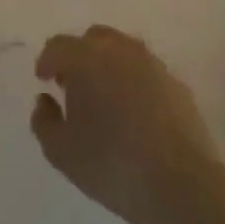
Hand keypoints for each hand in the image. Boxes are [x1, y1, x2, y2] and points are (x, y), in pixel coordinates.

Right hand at [31, 26, 224, 223]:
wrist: (181, 184)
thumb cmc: (111, 165)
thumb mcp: (61, 152)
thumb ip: (43, 121)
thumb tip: (45, 100)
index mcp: (86, 60)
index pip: (59, 46)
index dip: (47, 61)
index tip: (44, 79)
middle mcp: (119, 51)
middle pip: (93, 39)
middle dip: (78, 56)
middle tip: (72, 84)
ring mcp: (152, 64)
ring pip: (122, 50)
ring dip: (107, 64)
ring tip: (103, 96)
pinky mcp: (176, 83)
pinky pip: (145, 71)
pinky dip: (133, 80)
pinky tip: (133, 110)